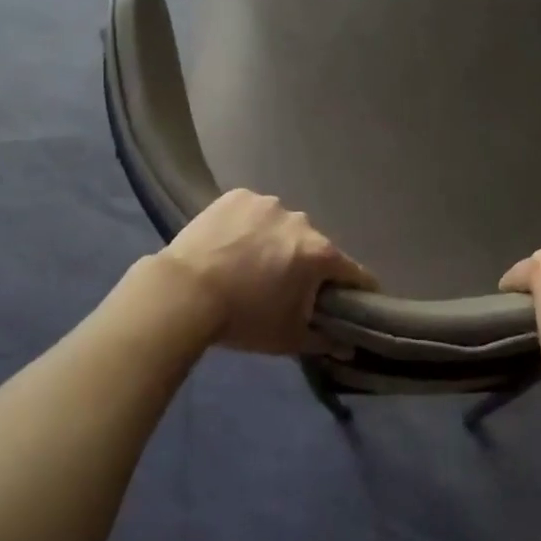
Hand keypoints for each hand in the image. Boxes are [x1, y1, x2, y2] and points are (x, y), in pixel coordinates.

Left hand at [159, 189, 375, 354]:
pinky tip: (229, 245)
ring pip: (282, 226)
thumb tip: (348, 345)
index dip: (356, 288)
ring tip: (248, 264)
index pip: (353, 271)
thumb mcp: (287, 338)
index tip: (350, 300)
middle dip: (305, 265)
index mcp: (320, 253)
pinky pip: (253, 212)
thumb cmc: (243, 318)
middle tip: (283, 288)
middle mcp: (301, 221)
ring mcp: (268, 203)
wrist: (184, 292)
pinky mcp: (238, 195)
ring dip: (275, 242)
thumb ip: (324, 341)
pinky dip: (248, 226)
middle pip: (313, 246)